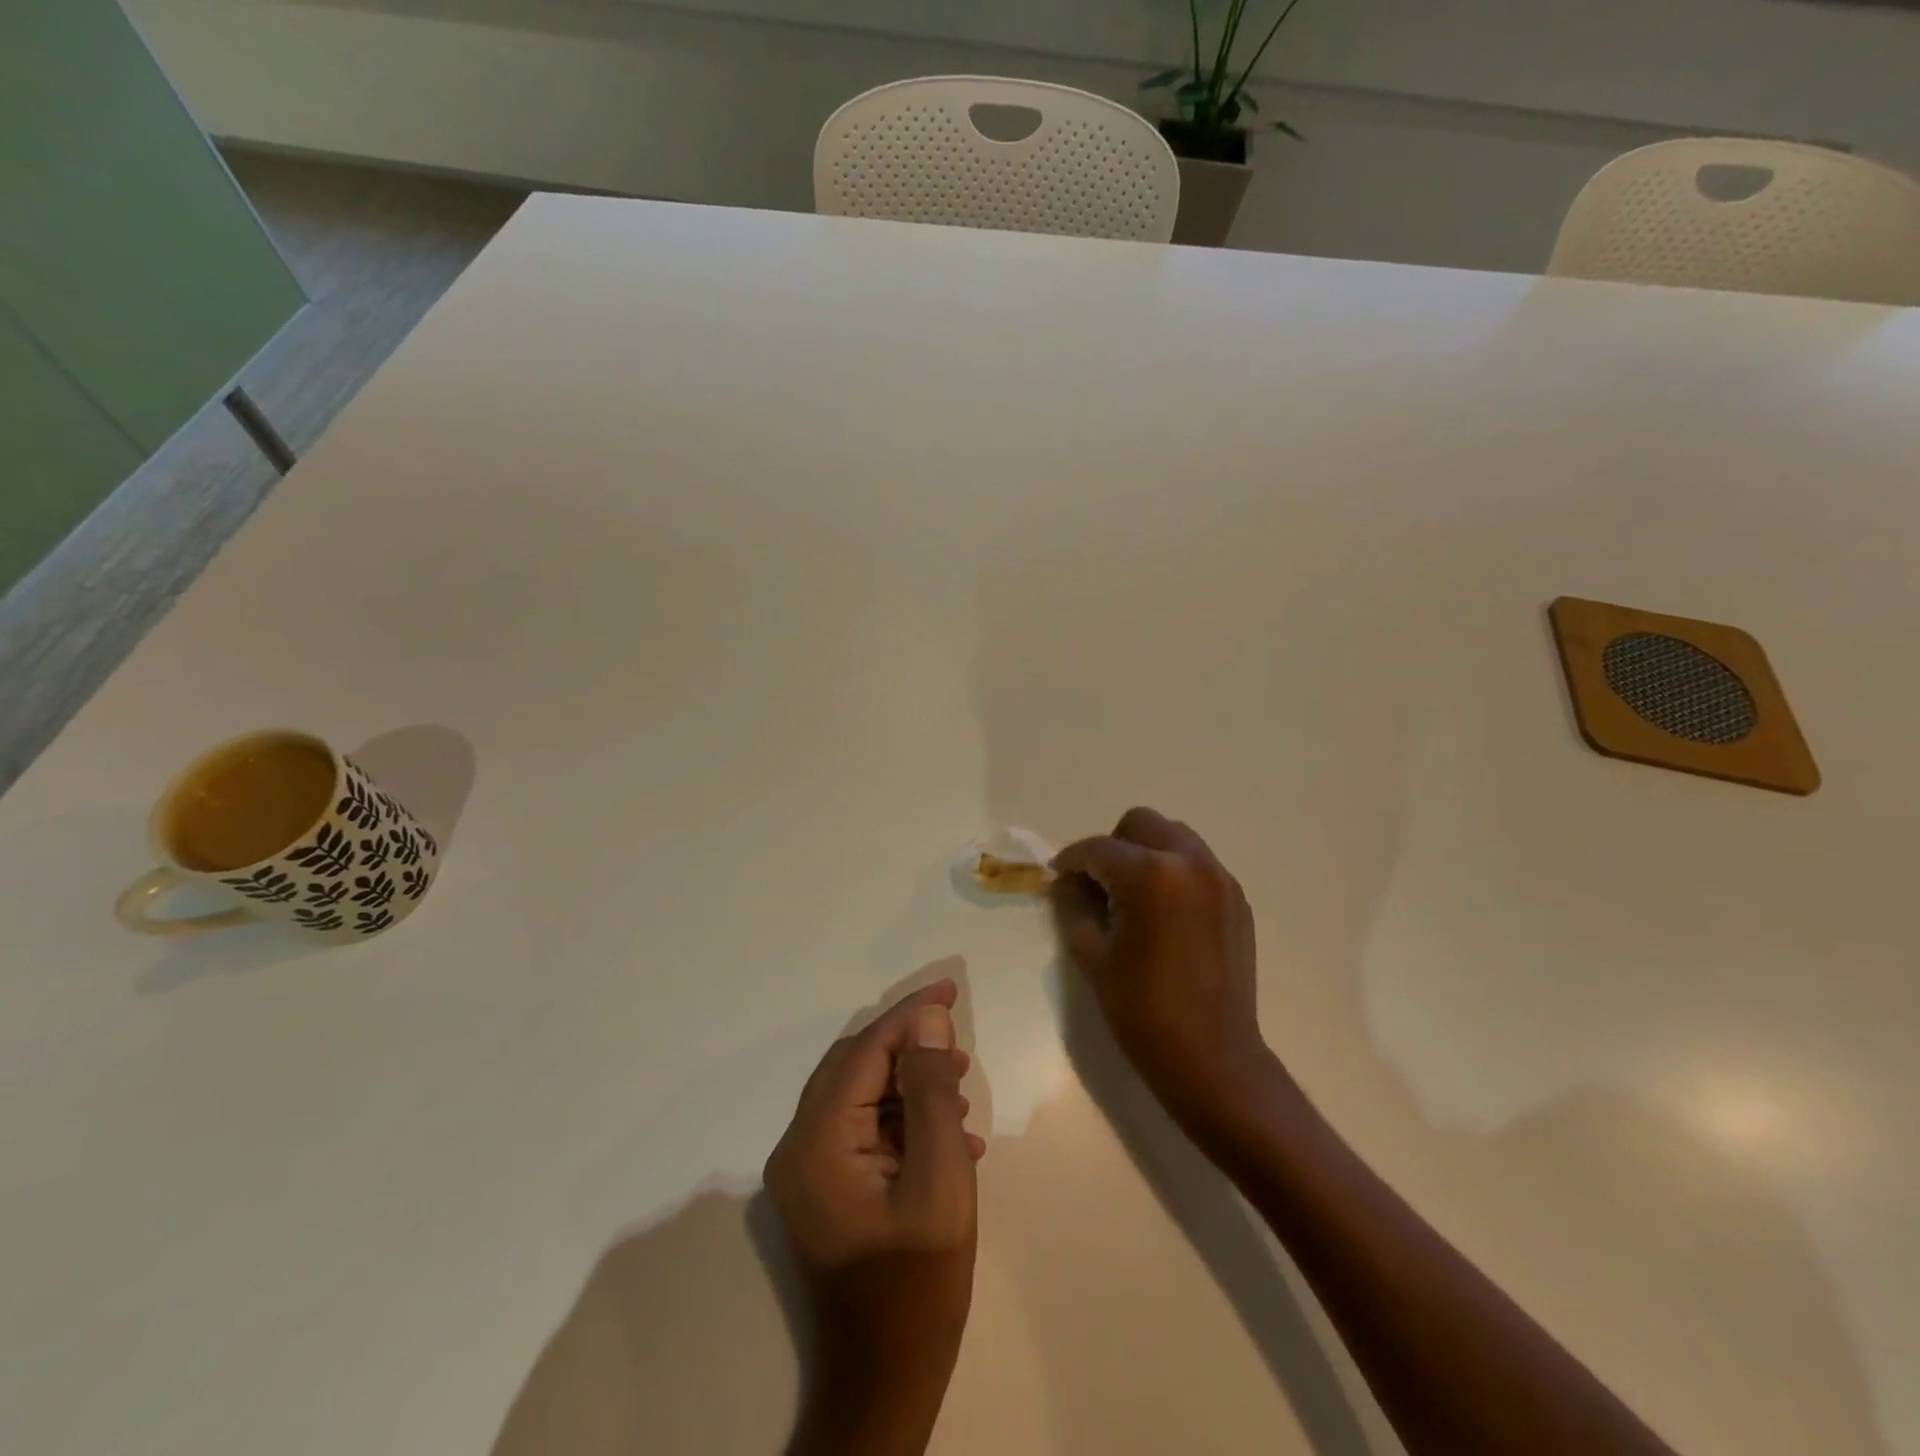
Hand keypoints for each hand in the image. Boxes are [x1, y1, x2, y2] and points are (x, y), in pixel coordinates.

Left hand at [765, 980, 983, 1455]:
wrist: (888, 1378)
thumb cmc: (918, 1281)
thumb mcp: (940, 1179)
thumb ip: (931, 1092)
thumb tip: (928, 1020)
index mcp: (817, 1141)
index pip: (865, 1052)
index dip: (909, 1016)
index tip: (950, 991)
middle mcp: (799, 1145)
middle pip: (856, 1066)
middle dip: (909, 1047)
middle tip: (959, 1044)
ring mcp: (807, 1169)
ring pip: (862, 1094)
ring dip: (910, 1083)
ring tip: (960, 1092)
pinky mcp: (825, 1186)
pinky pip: (864, 1128)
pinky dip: (903, 1119)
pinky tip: (950, 1136)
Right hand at [1051, 808, 1271, 1129]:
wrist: (1213, 1059)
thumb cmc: (1142, 1011)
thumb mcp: (1093, 956)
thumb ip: (1074, 906)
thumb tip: (1067, 882)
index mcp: (1150, 876)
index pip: (1098, 849)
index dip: (1071, 860)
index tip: (1057, 875)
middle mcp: (1190, 863)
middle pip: (1141, 824)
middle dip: (1112, 846)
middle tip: (1098, 883)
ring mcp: (1220, 879)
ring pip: (1174, 836)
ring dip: (1146, 853)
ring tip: (1132, 895)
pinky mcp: (1237, 899)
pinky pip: (1197, 863)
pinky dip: (1173, 871)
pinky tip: (1163, 912)